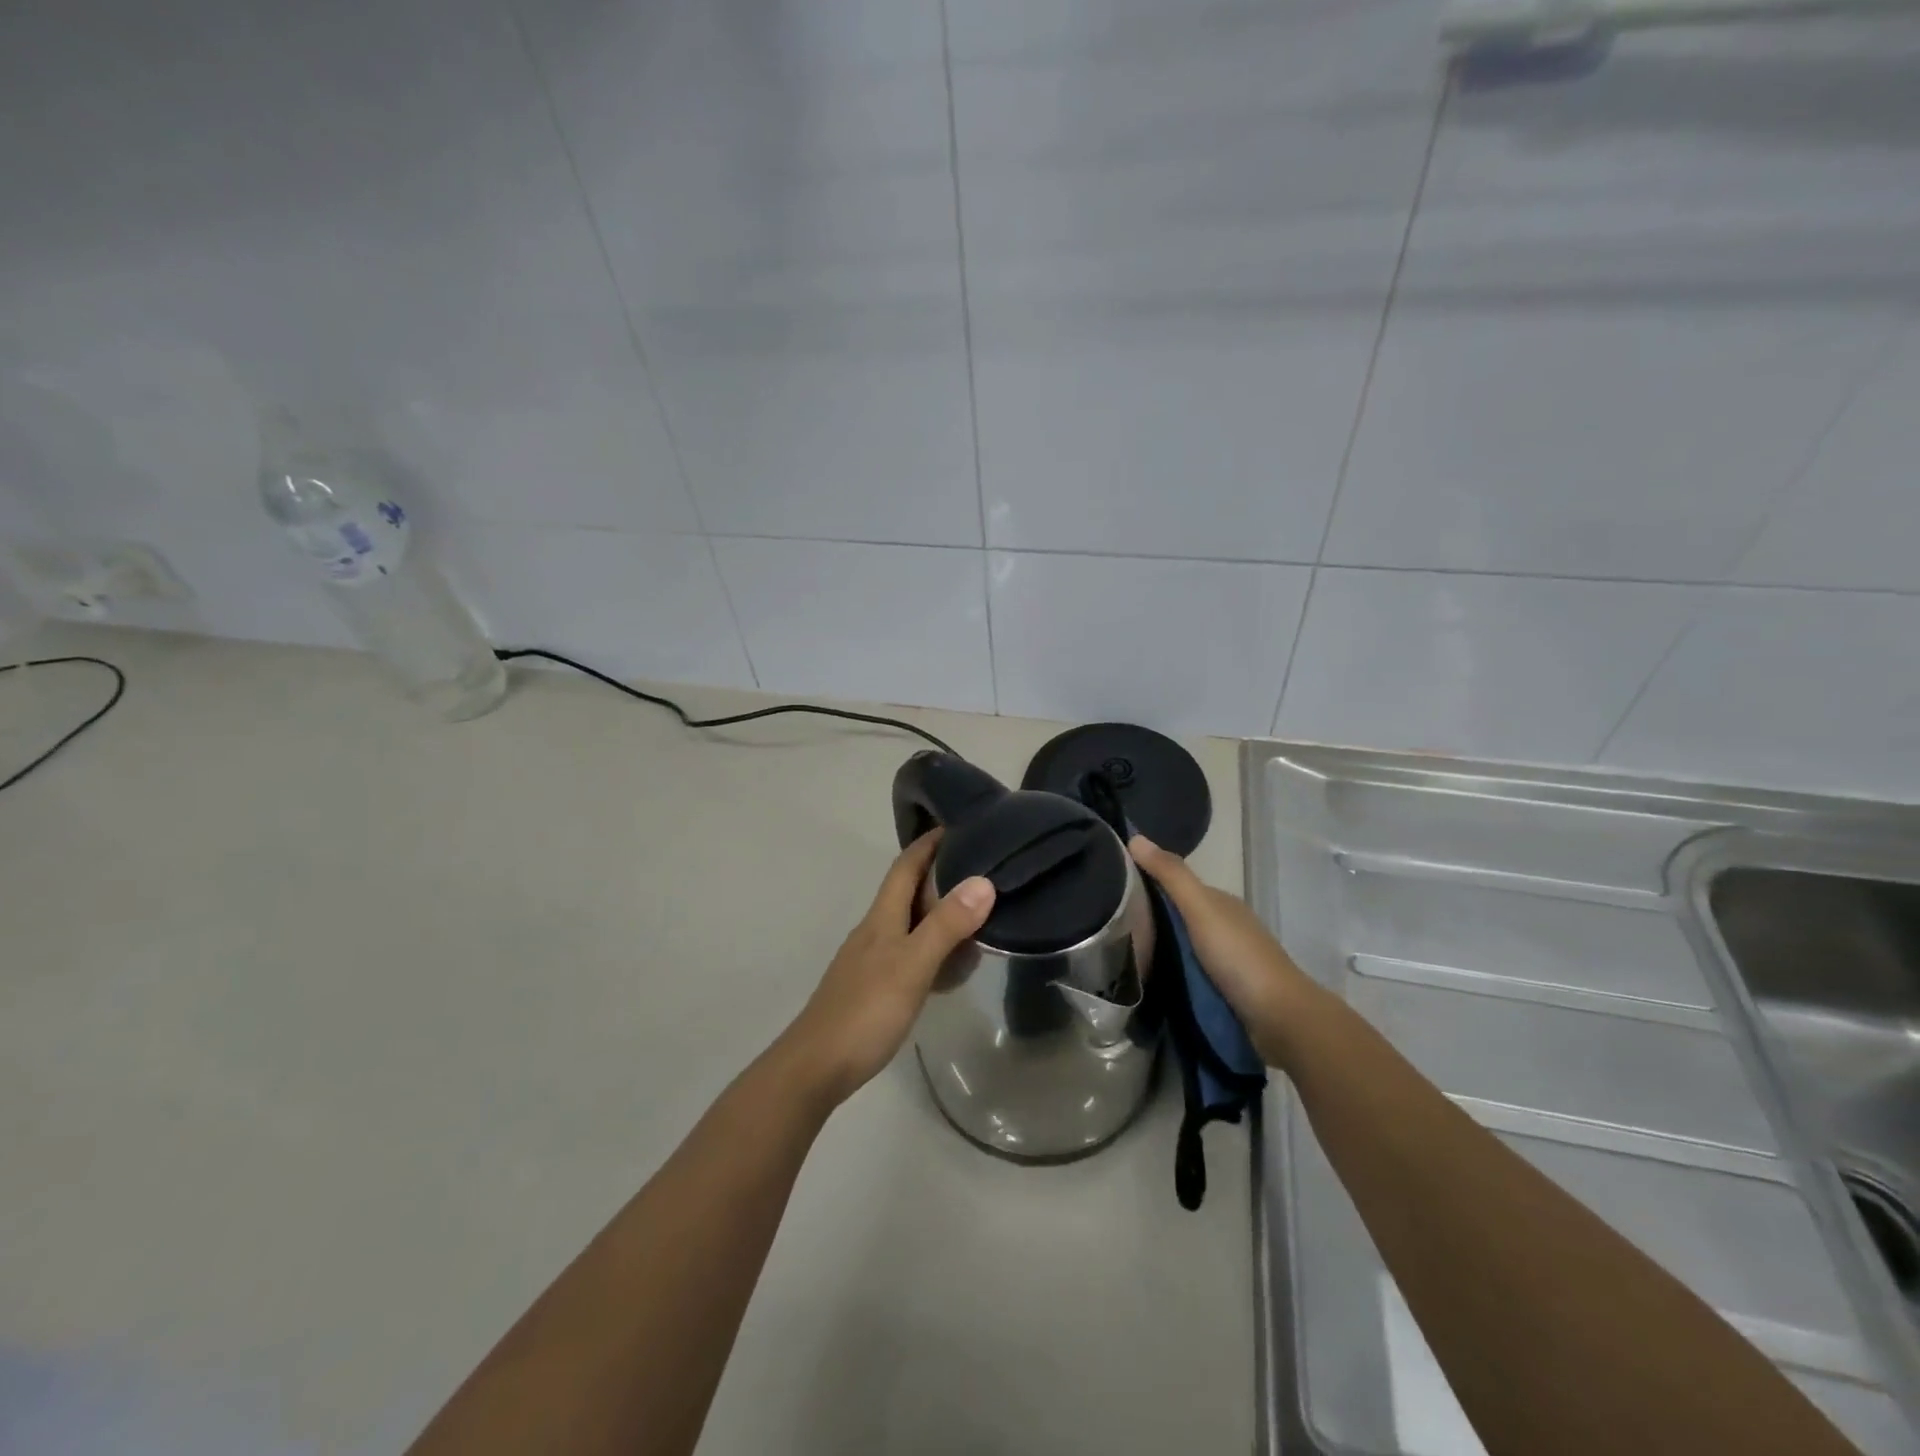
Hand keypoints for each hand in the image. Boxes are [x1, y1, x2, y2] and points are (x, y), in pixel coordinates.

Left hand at [777, 831, 995, 1108]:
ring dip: (938, 913)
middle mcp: (875, 931)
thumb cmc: (865, 1011)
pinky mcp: (874, 989)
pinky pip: (910, 954)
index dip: (928, 843)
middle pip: (907, 892)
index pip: (905, 867)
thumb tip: (983, 881)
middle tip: (981, 867)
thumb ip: (946, 925)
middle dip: (939, 874)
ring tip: (976, 913)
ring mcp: (871, 961)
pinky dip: (934, 949)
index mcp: (881, 918)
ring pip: (909, 924)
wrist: (815, 1067)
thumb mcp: (912, 965)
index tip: (957, 823)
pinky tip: (951, 966)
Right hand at [1127, 834, 1318, 1064]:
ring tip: (1116, 955)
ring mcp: (1225, 962)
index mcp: (1220, 904)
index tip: (1110, 889)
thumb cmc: (1239, 957)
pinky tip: (1145, 980)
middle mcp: (1223, 927)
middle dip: (1147, 920)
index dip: (1146, 883)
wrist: (1280, 1020)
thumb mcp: (1201, 909)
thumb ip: (1171, 876)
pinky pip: (1186, 974)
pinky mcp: (1223, 991)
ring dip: (1157, 950)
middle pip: (1177, 918)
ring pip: (1180, 948)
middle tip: (1106, 926)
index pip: (1175, 886)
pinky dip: (1168, 973)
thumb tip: (1135, 836)